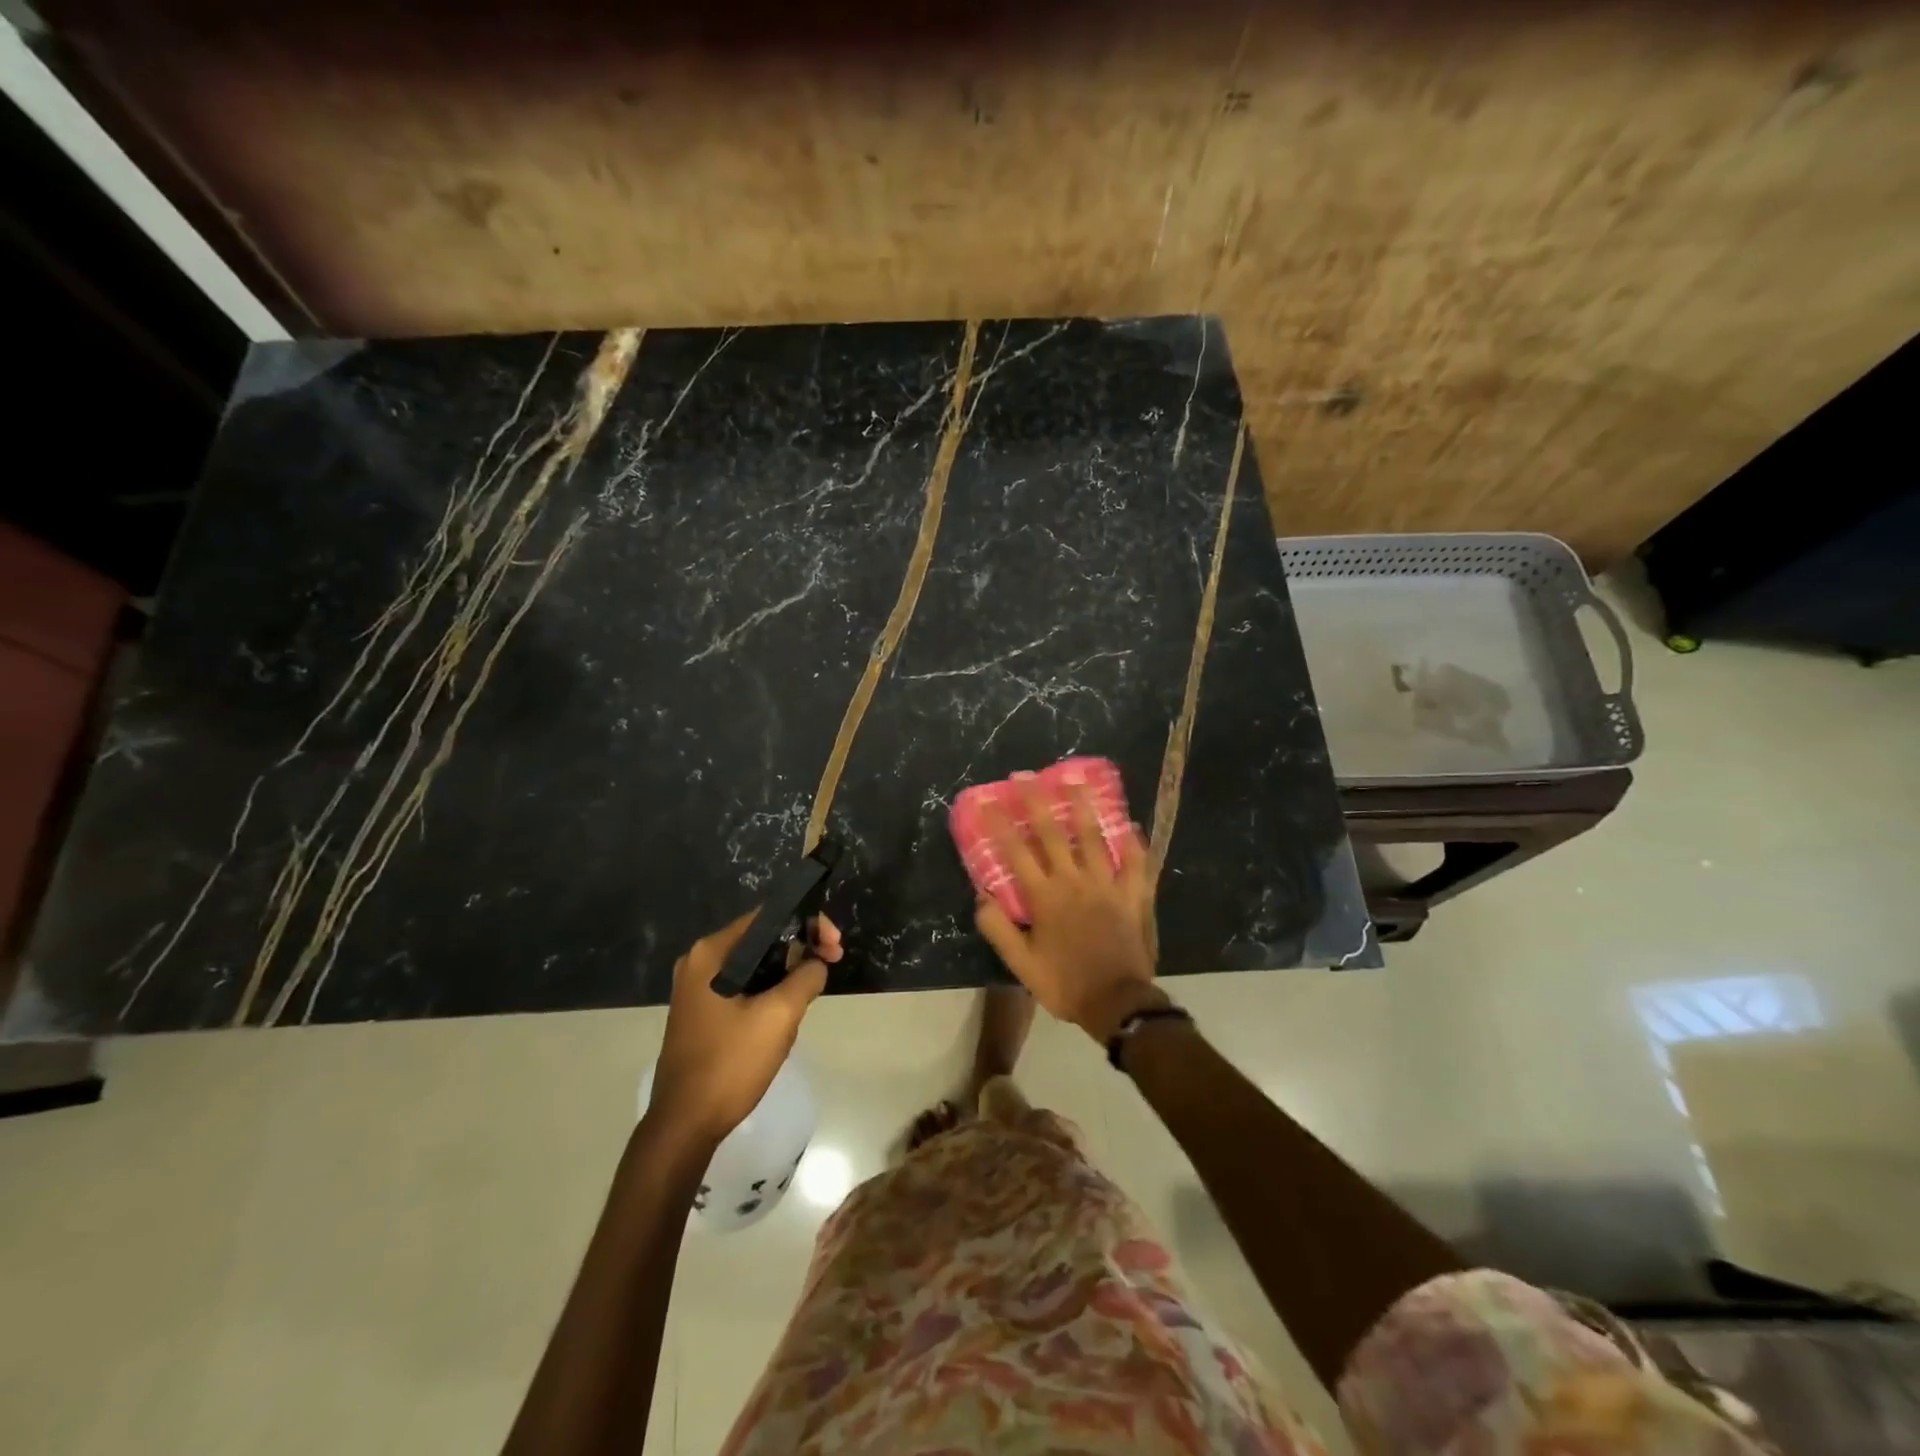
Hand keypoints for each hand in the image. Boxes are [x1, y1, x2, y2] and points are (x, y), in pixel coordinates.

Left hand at [649, 911, 842, 1143]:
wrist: (684, 1126)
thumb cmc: (730, 1064)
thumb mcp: (779, 1016)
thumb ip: (806, 978)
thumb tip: (816, 964)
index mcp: (711, 953)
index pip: (767, 918)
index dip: (807, 924)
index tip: (834, 946)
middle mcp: (699, 963)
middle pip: (761, 940)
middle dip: (800, 948)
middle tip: (832, 964)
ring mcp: (697, 989)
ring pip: (754, 966)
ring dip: (787, 972)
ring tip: (813, 990)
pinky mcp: (702, 1013)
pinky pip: (743, 987)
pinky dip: (769, 990)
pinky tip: (787, 1011)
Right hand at [973, 781, 1164, 1042]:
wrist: (1116, 1002)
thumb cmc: (1065, 984)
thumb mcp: (1022, 964)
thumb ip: (999, 928)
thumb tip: (981, 895)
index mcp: (1045, 897)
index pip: (1016, 853)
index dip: (999, 825)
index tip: (987, 801)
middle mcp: (1074, 881)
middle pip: (1052, 833)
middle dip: (1036, 802)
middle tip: (1026, 775)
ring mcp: (1106, 885)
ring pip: (1094, 837)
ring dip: (1084, 806)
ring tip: (1077, 780)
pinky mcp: (1132, 895)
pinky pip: (1136, 863)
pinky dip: (1134, 843)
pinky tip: (1131, 824)